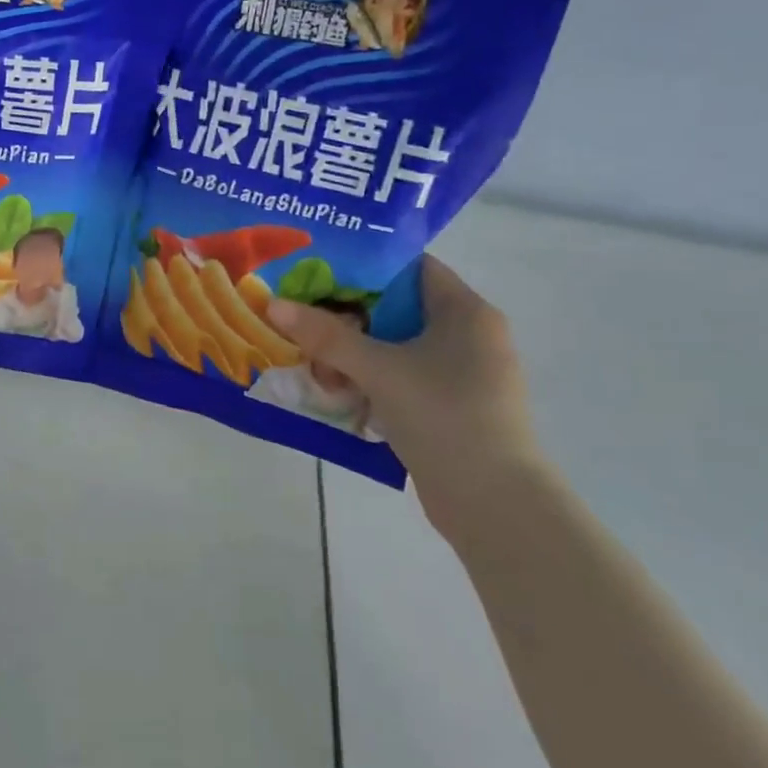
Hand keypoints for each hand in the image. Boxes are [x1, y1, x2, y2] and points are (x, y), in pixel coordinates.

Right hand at [266, 256, 545, 537]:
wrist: (494, 504)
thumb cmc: (443, 416)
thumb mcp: (378, 369)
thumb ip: (325, 335)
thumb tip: (273, 304)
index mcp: (465, 312)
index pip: (411, 266)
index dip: (364, 263)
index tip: (317, 269)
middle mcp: (470, 336)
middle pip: (397, 308)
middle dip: (348, 314)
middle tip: (303, 316)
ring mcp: (463, 375)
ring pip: (396, 346)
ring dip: (354, 352)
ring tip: (313, 361)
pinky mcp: (452, 408)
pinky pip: (403, 378)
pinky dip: (371, 380)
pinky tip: (337, 392)